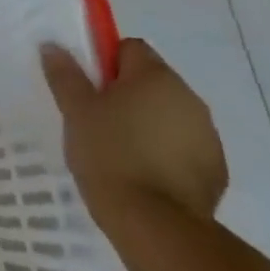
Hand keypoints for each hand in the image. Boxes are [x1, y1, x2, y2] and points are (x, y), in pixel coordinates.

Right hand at [42, 38, 227, 227]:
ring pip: (169, 115)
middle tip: (97, 121)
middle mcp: (189, 97)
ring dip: (148, 124)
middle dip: (127, 94)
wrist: (156, 225)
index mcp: (155, 76)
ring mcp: (208, 135)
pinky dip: (166, 154)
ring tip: (120, 152)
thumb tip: (53, 45)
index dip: (106, 63)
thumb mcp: (76, 112)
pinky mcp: (216, 170)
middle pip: (152, 81)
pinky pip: (184, 148)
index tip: (89, 89)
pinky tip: (144, 176)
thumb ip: (65, 75)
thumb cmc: (110, 155)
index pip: (130, 48)